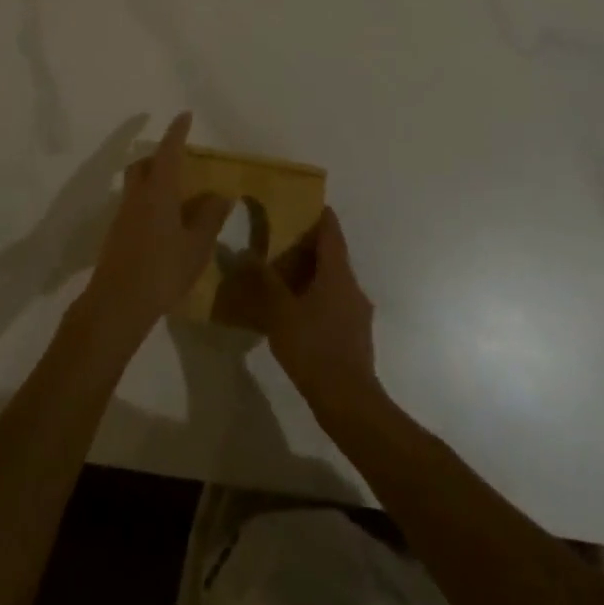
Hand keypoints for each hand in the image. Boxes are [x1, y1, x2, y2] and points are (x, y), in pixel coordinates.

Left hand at [78, 112, 231, 349]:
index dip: (177, 133)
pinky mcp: (116, 236)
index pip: (168, 151)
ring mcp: (122, 216)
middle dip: (159, 156)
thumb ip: (209, 217)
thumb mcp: (196, 245)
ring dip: (153, 181)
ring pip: (136, 186)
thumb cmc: (162, 270)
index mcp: (158, 191)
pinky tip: (164, 225)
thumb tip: (220, 194)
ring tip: (177, 196)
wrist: (117, 304)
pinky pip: (134, 207)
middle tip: (180, 160)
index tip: (184, 115)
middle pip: (143, 165)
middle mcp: (137, 197)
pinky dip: (149, 203)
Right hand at [249, 208, 380, 415]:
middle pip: (333, 257)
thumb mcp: (280, 313)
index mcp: (337, 274)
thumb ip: (264, 283)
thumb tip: (246, 254)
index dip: (321, 217)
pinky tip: (297, 313)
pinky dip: (317, 298)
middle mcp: (352, 287)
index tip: (308, 204)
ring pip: (334, 282)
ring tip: (284, 278)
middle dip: (310, 248)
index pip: (331, 233)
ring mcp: (357, 312)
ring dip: (312, 275)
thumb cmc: (314, 348)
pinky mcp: (355, 335)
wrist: (348, 400)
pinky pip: (334, 303)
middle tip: (282, 242)